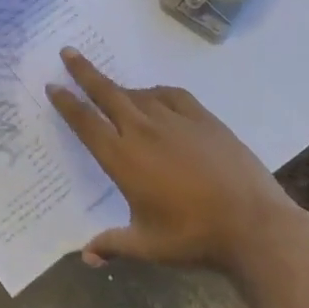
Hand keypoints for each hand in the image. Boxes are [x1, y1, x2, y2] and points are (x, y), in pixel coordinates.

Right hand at [46, 48, 294, 273]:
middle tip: (67, 51)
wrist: (255, 226)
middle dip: (83, 71)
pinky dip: (156, 92)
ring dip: (120, 89)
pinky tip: (155, 96)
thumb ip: (113, 245)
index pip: (84, 122)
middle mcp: (142, 130)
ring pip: (138, 94)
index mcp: (122, 158)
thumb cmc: (194, 237)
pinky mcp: (203, 119)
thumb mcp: (148, 246)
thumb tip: (85, 256)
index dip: (66, 102)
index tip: (52, 85)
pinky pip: (171, 95)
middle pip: (105, 92)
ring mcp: (174, 120)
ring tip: (113, 89)